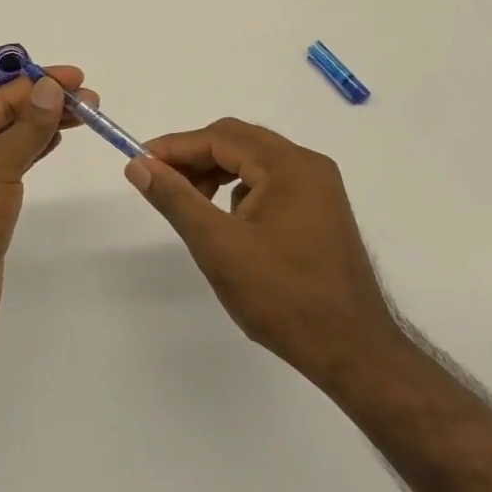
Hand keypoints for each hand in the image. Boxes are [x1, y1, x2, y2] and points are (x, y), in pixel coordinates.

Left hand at [0, 65, 93, 361]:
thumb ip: (27, 127)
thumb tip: (51, 86)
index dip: (41, 85)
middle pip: (6, 116)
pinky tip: (52, 144)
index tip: (80, 78)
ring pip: (9, 140)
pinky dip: (32, 151)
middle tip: (91, 101)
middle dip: (46, 104)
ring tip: (80, 117)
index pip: (1, 98)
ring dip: (42, 125)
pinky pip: (9, 165)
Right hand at [126, 118, 404, 391]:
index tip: (139, 162)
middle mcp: (308, 165)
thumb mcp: (218, 246)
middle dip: (195, 158)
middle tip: (160, 181)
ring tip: (190, 203)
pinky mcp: (321, 212)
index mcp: (288, 165)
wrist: (353, 354)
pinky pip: (270, 183)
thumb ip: (175, 198)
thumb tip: (138, 164)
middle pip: (238, 142)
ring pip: (253, 162)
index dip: (175, 147)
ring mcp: (319, 188)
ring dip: (216, 173)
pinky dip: (240, 190)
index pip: (220, 137)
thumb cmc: (283, 297)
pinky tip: (228, 223)